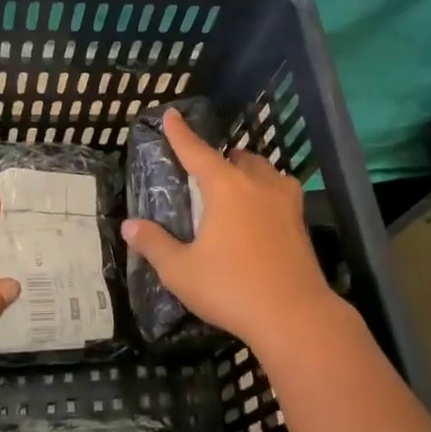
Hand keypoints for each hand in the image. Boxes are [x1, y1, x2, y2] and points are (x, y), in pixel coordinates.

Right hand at [121, 108, 338, 353]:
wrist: (295, 316)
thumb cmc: (231, 288)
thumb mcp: (180, 270)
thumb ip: (154, 244)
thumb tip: (129, 226)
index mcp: (225, 188)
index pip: (197, 152)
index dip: (180, 134)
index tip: (171, 115)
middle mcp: (257, 184)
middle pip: (237, 158)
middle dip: (220, 158)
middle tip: (203, 174)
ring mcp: (285, 202)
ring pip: (264, 171)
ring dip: (247, 171)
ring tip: (234, 187)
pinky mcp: (301, 223)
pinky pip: (280, 192)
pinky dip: (266, 192)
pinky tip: (261, 213)